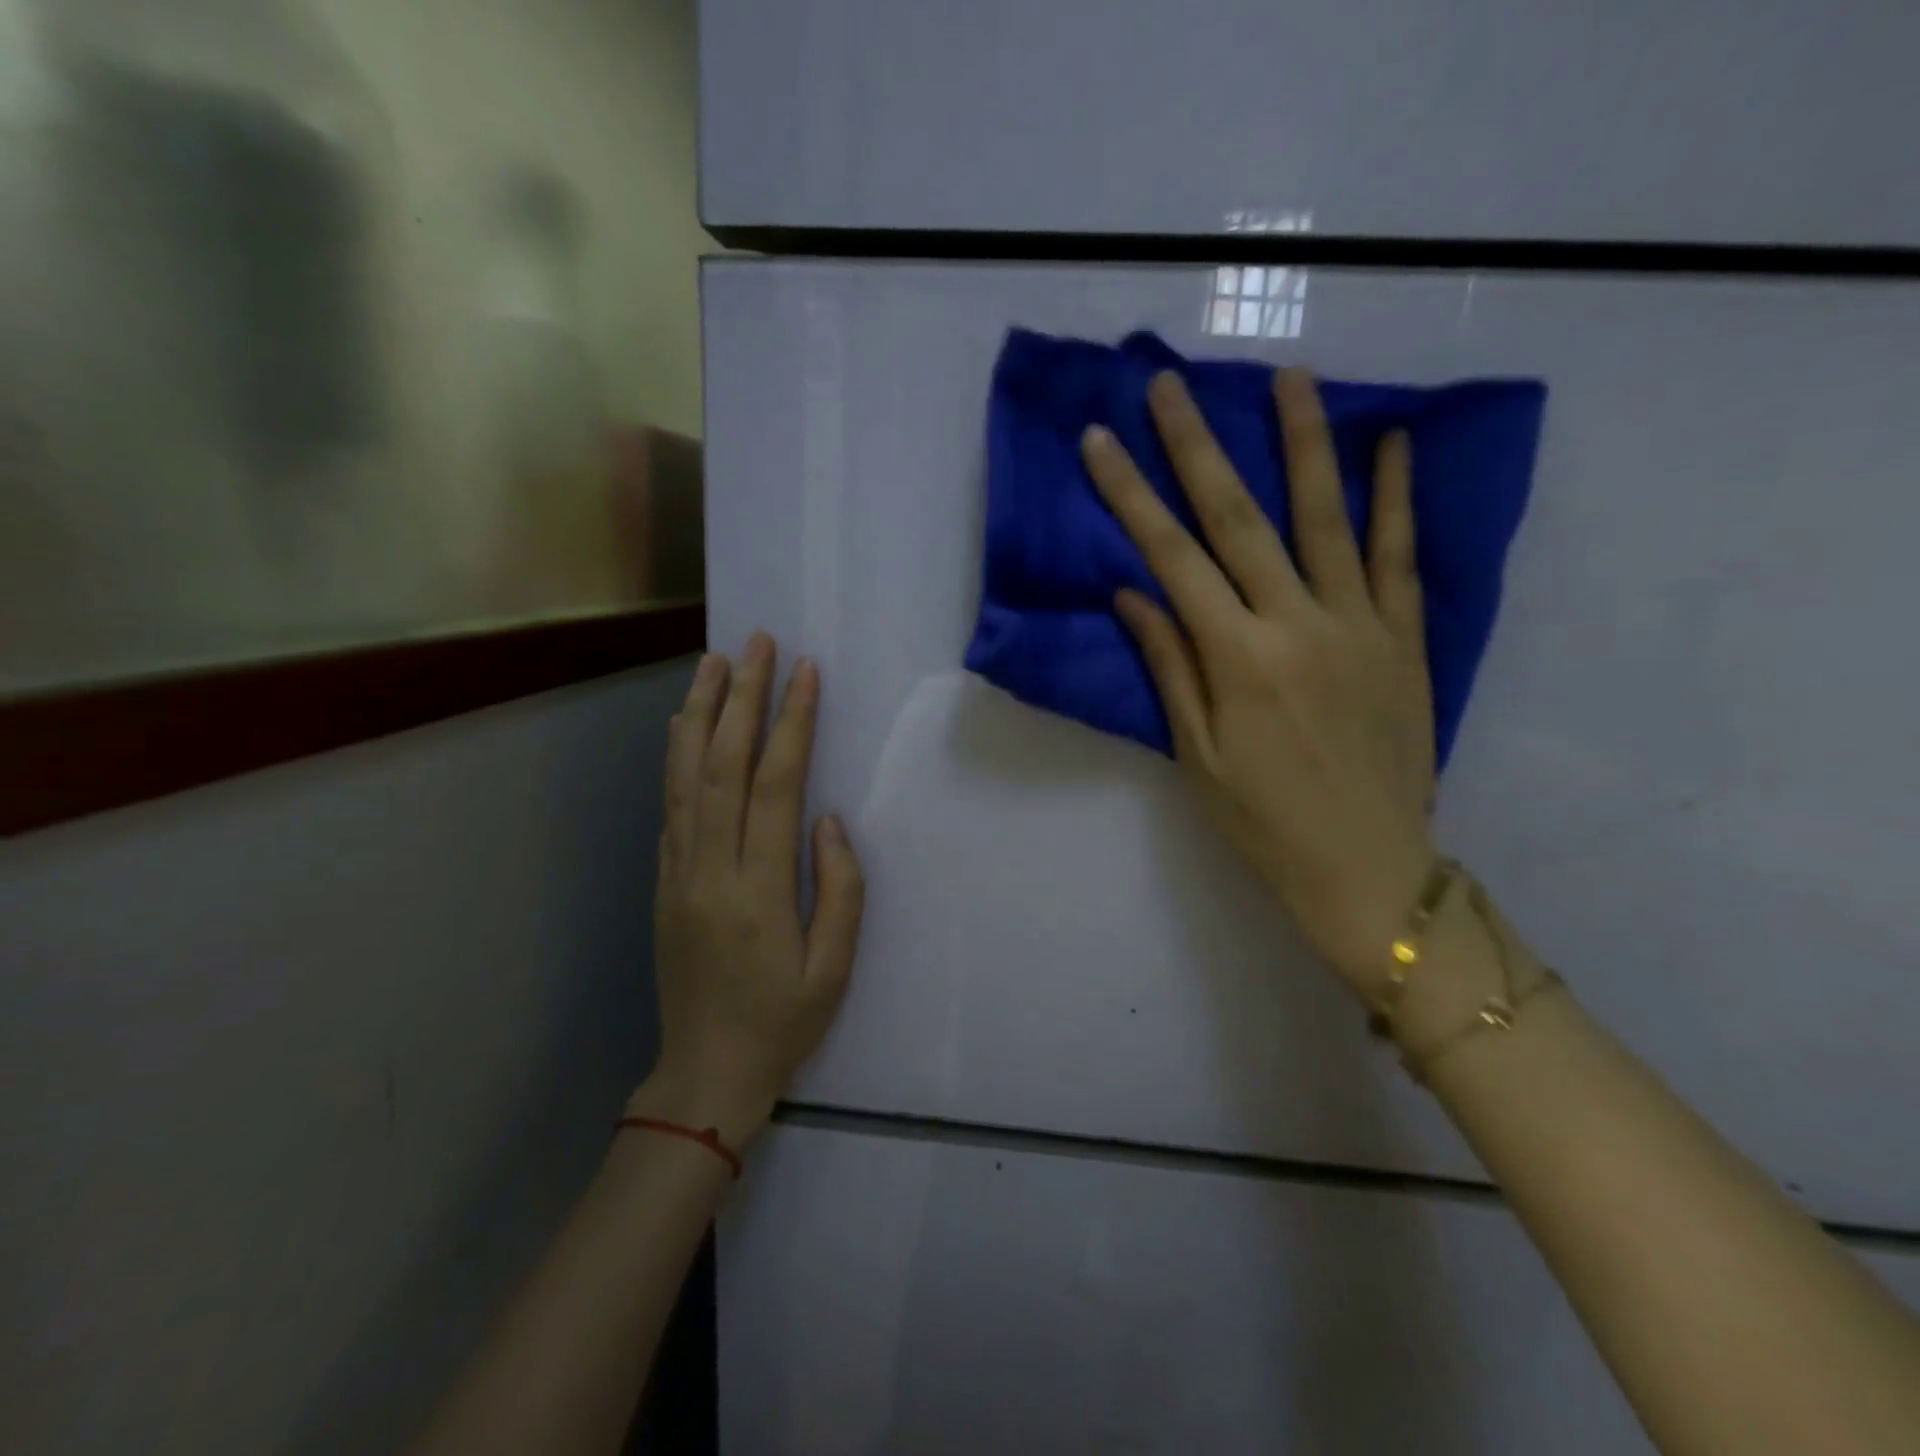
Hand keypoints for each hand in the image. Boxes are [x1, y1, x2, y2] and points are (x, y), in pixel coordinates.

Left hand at [628, 634, 864, 1148]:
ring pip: (685, 777)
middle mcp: (710, 868)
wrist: (705, 1070)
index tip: (804, 673)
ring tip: (713, 662)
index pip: (774, 786)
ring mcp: (678, 872)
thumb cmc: (783, 1022)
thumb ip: (839, 888)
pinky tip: (683, 724)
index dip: (790, 724)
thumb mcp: (834, 967)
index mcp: (758, 890)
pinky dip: (676, 756)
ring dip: (700, 713)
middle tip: (756, 643)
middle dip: (741, 697)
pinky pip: (669, 804)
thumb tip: (824, 819)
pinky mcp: (664, 880)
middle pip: (722, 765)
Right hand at [1081, 368, 1436, 996]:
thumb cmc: (1265, 821)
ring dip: (1305, 442)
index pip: (1171, 558)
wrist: (1370, 868)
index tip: (1101, 442)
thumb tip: (1133, 595)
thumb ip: (1170, 667)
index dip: (1131, 496)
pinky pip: (1401, 555)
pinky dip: (1396, 497)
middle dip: (1197, 447)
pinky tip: (1394, 443)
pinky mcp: (1407, 638)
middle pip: (1238, 519)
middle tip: (1170, 386)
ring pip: (1326, 516)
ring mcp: (1360, 624)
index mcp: (1237, 659)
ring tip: (1290, 377)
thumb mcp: (1198, 756)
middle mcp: (1297, 625)